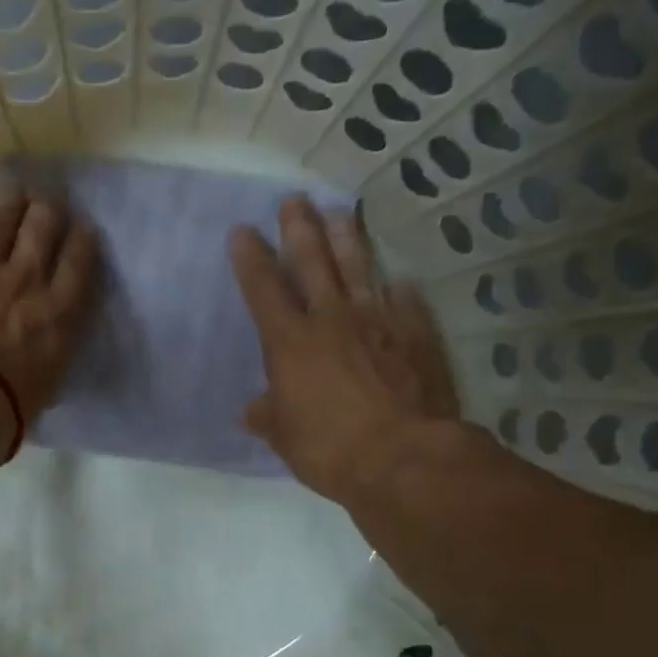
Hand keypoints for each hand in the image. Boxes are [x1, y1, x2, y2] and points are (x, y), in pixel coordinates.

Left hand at [0, 194, 99, 419]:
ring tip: (13, 196)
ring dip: (8, 207)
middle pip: (42, 229)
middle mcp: (22, 281)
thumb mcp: (43, 390)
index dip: (83, 240)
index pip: (79, 264)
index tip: (84, 228)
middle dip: (48, 211)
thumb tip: (39, 360)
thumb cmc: (3, 411)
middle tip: (49, 202)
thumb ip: (45, 362)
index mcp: (57, 314)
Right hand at [231, 196, 458, 504]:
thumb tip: (251, 411)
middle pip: (313, 263)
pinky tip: (400, 280)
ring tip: (340, 212)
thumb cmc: (330, 448)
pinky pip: (405, 303)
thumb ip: (268, 416)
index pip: (264, 290)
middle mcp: (332, 320)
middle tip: (294, 200)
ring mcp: (378, 322)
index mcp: (291, 343)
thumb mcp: (285, 438)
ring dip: (347, 239)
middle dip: (299, 229)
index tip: (242, 230)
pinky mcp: (416, 335)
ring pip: (359, 269)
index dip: (250, 259)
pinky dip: (399, 291)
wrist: (403, 457)